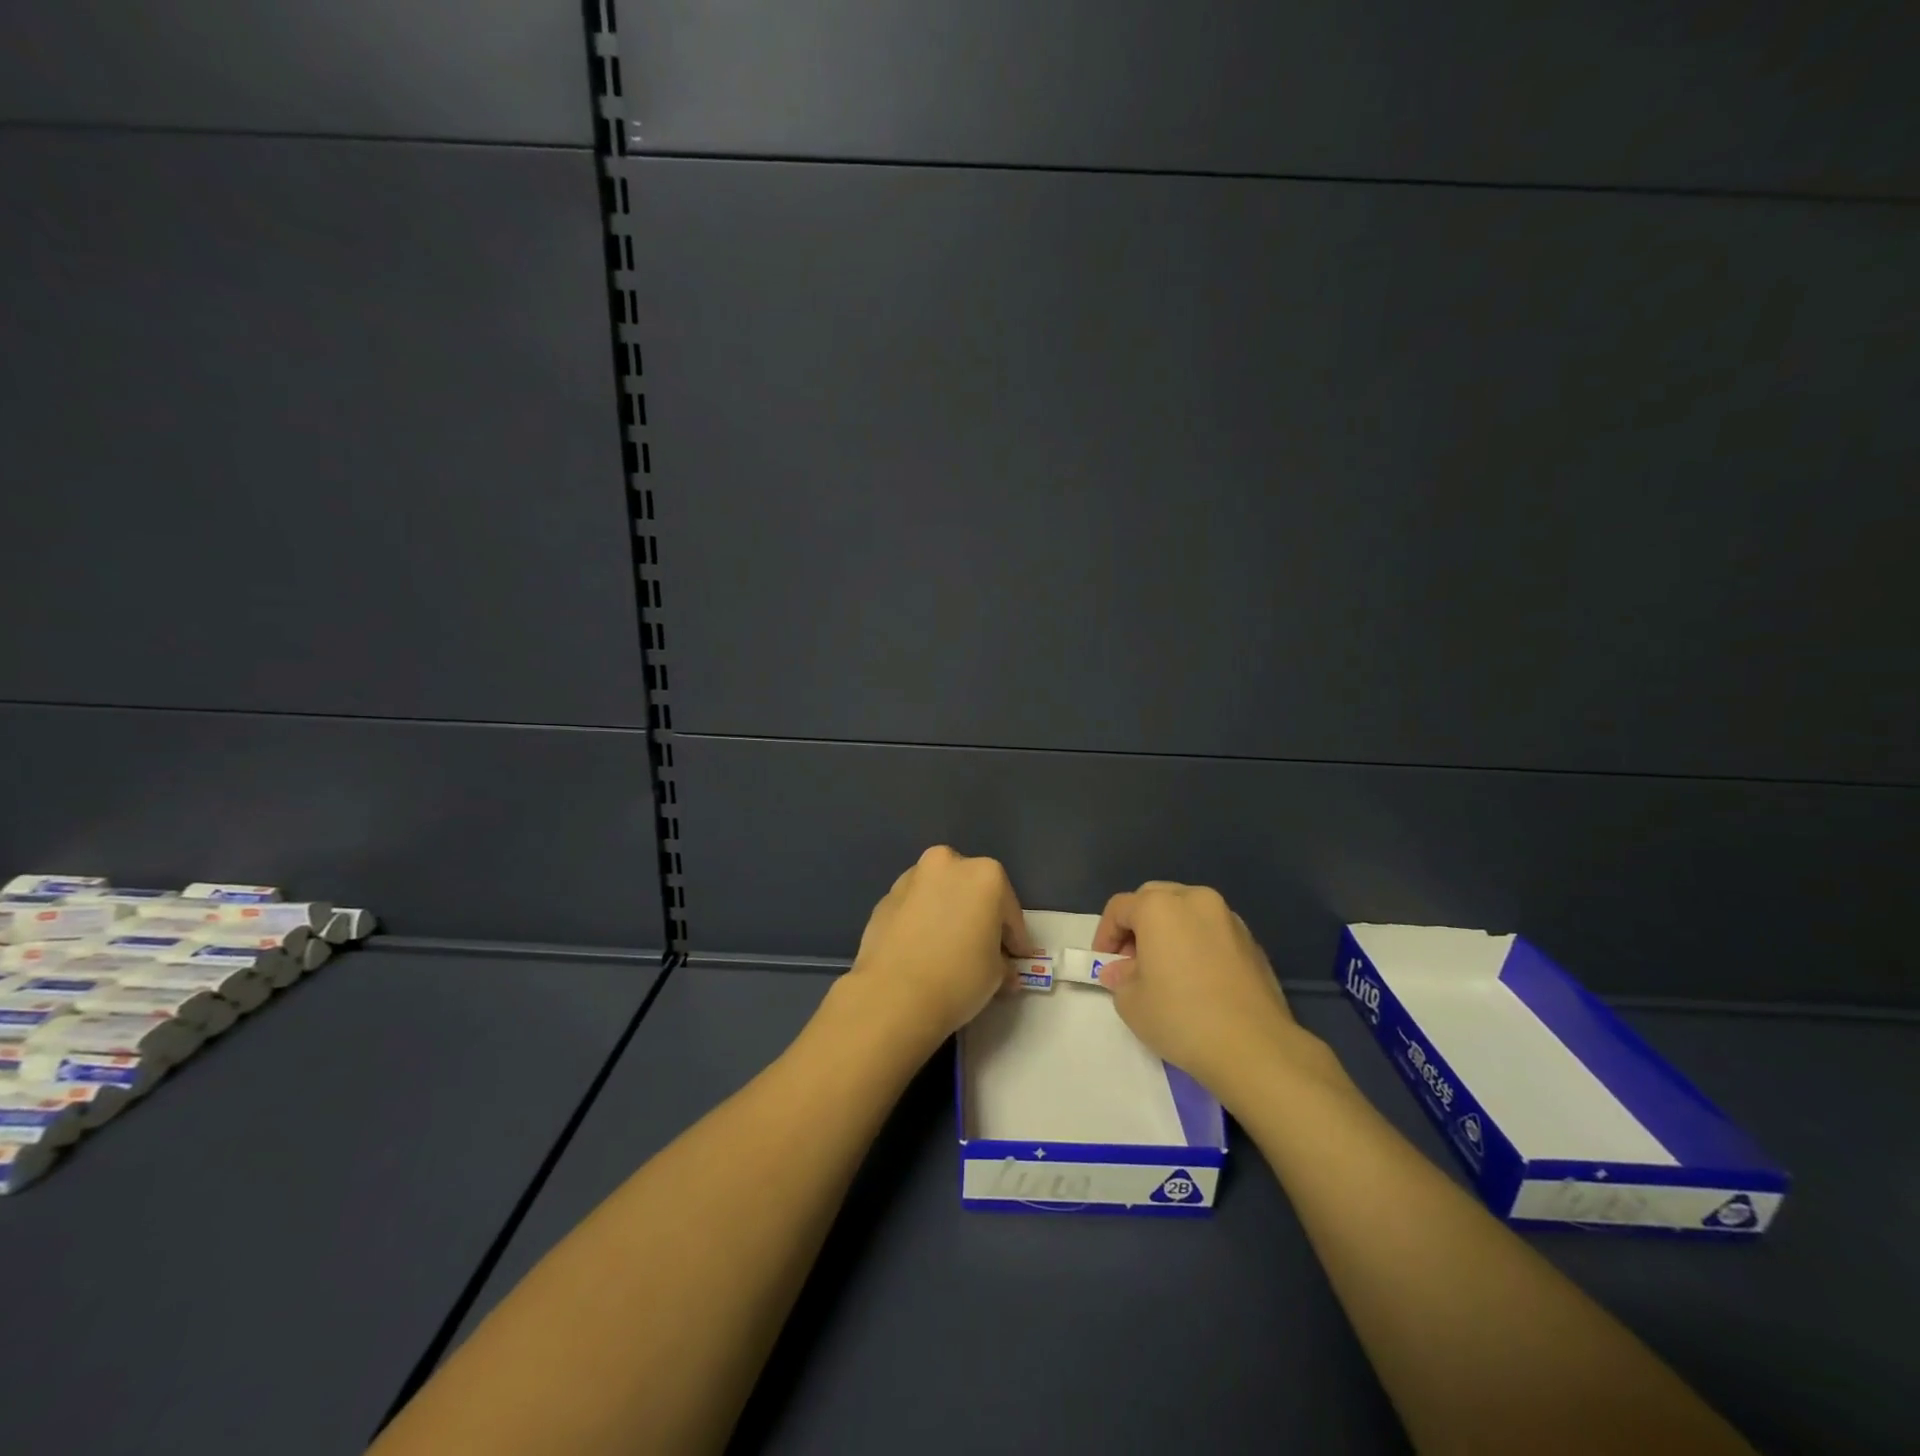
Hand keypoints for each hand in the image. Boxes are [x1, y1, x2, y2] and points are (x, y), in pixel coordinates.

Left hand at [841, 845, 1033, 1050]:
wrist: (892, 996)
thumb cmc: (958, 978)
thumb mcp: (996, 975)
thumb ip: (1002, 962)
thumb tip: (1003, 968)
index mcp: (985, 875)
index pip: (1009, 910)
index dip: (1015, 938)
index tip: (1016, 958)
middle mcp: (947, 864)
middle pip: (972, 891)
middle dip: (979, 916)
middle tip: (983, 948)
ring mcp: (911, 878)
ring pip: (939, 894)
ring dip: (947, 914)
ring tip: (949, 949)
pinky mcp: (884, 898)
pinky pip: (914, 908)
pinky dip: (922, 922)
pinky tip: (922, 950)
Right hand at [1094, 882, 1335, 1103]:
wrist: (1254, 1047)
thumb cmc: (1181, 1018)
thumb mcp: (1131, 1003)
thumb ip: (1120, 978)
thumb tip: (1123, 971)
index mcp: (1160, 907)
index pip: (1120, 907)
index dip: (1105, 934)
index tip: (1104, 964)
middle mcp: (1195, 900)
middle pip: (1155, 898)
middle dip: (1138, 925)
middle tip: (1133, 961)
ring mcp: (1229, 918)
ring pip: (1187, 911)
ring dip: (1170, 931)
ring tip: (1166, 968)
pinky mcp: (1252, 941)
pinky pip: (1212, 931)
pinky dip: (1197, 943)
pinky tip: (1198, 978)